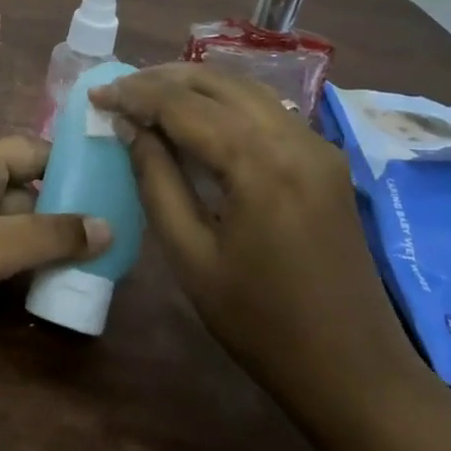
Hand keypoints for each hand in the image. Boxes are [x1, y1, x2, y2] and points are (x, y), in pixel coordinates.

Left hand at [0, 137, 109, 357]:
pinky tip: (41, 282)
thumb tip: (106, 224)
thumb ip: (46, 236)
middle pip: (24, 185)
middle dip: (63, 212)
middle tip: (112, 241)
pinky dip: (13, 256)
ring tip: (90, 265)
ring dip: (40, 239)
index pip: (35, 150)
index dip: (74, 168)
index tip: (116, 191)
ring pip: (7, 217)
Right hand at [90, 64, 426, 428]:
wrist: (355, 371)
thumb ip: (156, 180)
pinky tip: (196, 116)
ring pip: (245, 88)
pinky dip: (224, 102)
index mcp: (260, 164)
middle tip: (118, 91)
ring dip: (194, 85)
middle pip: (217, 82)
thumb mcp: (190, 256)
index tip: (95, 94)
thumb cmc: (261, 323)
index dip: (134, 94)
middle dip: (162, 79)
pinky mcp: (326, 159)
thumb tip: (130, 127)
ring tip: (148, 95)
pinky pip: (267, 109)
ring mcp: (317, 145)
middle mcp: (294, 138)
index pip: (183, 105)